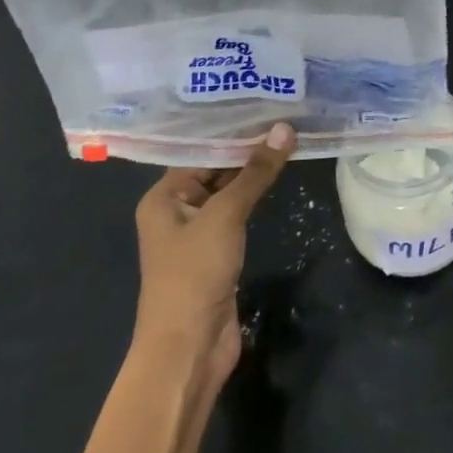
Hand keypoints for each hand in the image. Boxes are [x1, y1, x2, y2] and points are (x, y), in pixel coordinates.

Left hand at [131, 122, 292, 394]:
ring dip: (255, 171)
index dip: (233, 128)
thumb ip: (256, 172)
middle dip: (248, 147)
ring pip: (229, 191)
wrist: (188, 349)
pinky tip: (280, 175)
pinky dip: (257, 196)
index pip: (201, 150)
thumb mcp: (226, 215)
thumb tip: (284, 129)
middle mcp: (177, 209)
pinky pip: (238, 213)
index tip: (266, 103)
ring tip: (289, 136)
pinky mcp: (218, 252)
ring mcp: (198, 232)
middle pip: (215, 168)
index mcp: (164, 196)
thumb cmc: (194, 274)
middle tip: (285, 114)